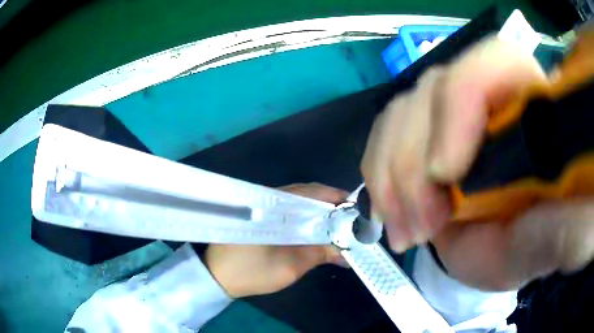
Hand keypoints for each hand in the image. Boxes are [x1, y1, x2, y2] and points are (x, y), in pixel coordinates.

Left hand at [205, 183, 347, 297]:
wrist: (217, 275)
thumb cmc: (251, 271)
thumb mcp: (289, 267)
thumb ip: (320, 254)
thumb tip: (348, 251)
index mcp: (277, 205)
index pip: (314, 193)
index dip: (339, 200)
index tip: (357, 213)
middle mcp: (272, 198)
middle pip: (310, 194)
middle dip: (333, 206)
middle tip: (352, 222)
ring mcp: (266, 205)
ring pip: (302, 202)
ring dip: (321, 213)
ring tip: (340, 227)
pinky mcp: (264, 215)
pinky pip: (292, 210)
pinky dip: (308, 218)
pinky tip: (317, 231)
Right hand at [361, 36, 593, 289]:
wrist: (503, 249)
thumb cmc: (531, 245)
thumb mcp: (550, 243)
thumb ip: (565, 229)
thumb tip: (568, 211)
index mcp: (535, 108)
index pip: (496, 60)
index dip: (463, 100)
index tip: (448, 174)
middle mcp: (492, 95)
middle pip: (434, 87)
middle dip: (418, 164)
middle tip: (425, 228)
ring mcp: (451, 110)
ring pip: (400, 110)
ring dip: (393, 178)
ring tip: (408, 231)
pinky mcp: (423, 131)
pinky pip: (384, 132)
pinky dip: (379, 174)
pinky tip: (391, 213)